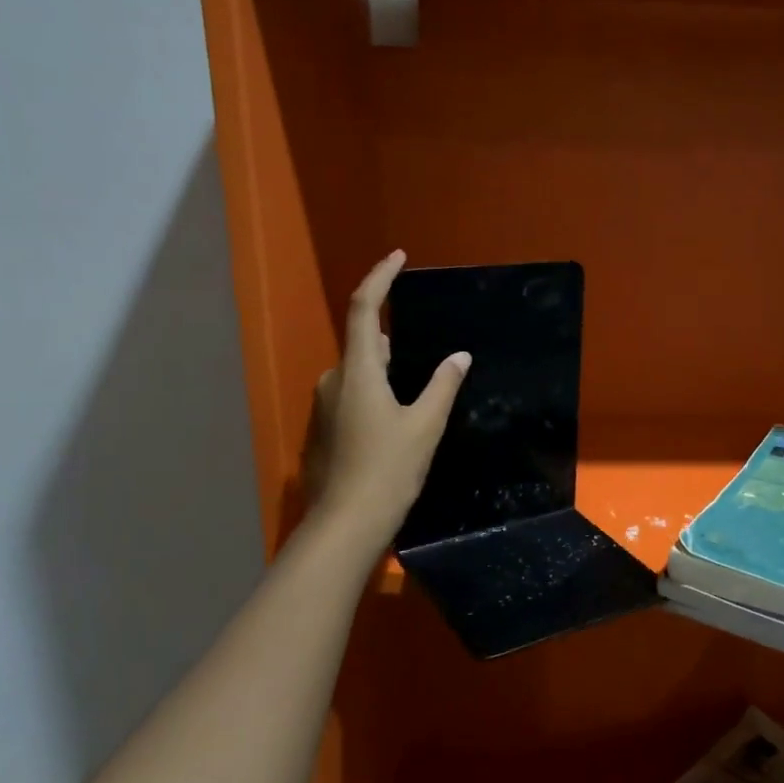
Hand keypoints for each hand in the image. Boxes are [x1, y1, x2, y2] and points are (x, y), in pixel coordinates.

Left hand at [299, 250, 468, 544]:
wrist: (345, 525)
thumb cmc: (388, 469)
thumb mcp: (425, 425)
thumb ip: (442, 385)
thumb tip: (459, 356)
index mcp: (357, 370)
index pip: (364, 308)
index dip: (380, 278)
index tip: (399, 257)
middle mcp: (334, 380)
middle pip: (364, 343)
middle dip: (393, 337)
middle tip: (429, 348)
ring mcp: (324, 406)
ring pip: (359, 372)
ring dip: (386, 370)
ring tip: (421, 388)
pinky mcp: (324, 429)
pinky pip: (353, 395)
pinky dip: (376, 393)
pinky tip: (399, 420)